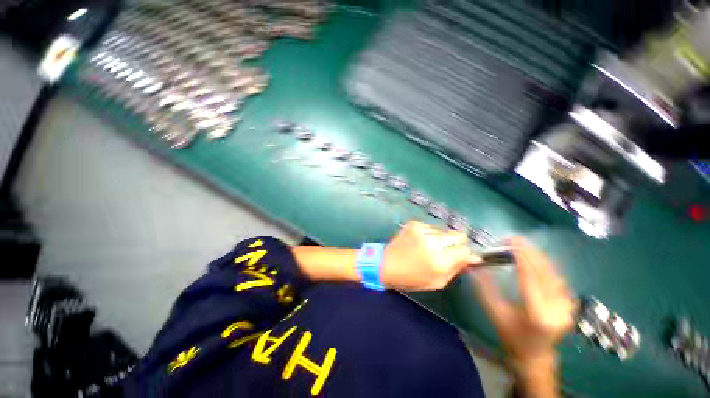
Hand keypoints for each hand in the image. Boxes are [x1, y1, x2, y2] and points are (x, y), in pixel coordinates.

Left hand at [381, 221, 480, 290]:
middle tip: (445, 251)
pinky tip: (419, 241)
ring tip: (428, 247)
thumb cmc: (411, 278)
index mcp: (439, 261)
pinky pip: (431, 227)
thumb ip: (456, 269)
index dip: (465, 254)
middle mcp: (432, 242)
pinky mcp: (414, 223)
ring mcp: (422, 230)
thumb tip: (473, 258)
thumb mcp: (436, 282)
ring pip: (444, 231)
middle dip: (456, 244)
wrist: (385, 264)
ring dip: (441, 239)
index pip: (465, 250)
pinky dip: (429, 234)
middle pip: (458, 235)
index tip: (461, 257)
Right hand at [471, 238, 575, 369]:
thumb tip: (473, 266)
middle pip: (545, 272)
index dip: (522, 257)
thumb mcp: (495, 313)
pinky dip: (545, 263)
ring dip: (538, 255)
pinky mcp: (569, 302)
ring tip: (522, 244)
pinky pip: (557, 277)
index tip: (511, 241)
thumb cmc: (512, 335)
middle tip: (514, 238)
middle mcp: (558, 308)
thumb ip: (484, 288)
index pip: (531, 278)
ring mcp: (567, 306)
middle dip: (530, 252)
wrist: (536, 354)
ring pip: (553, 272)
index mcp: (538, 314)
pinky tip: (535, 256)